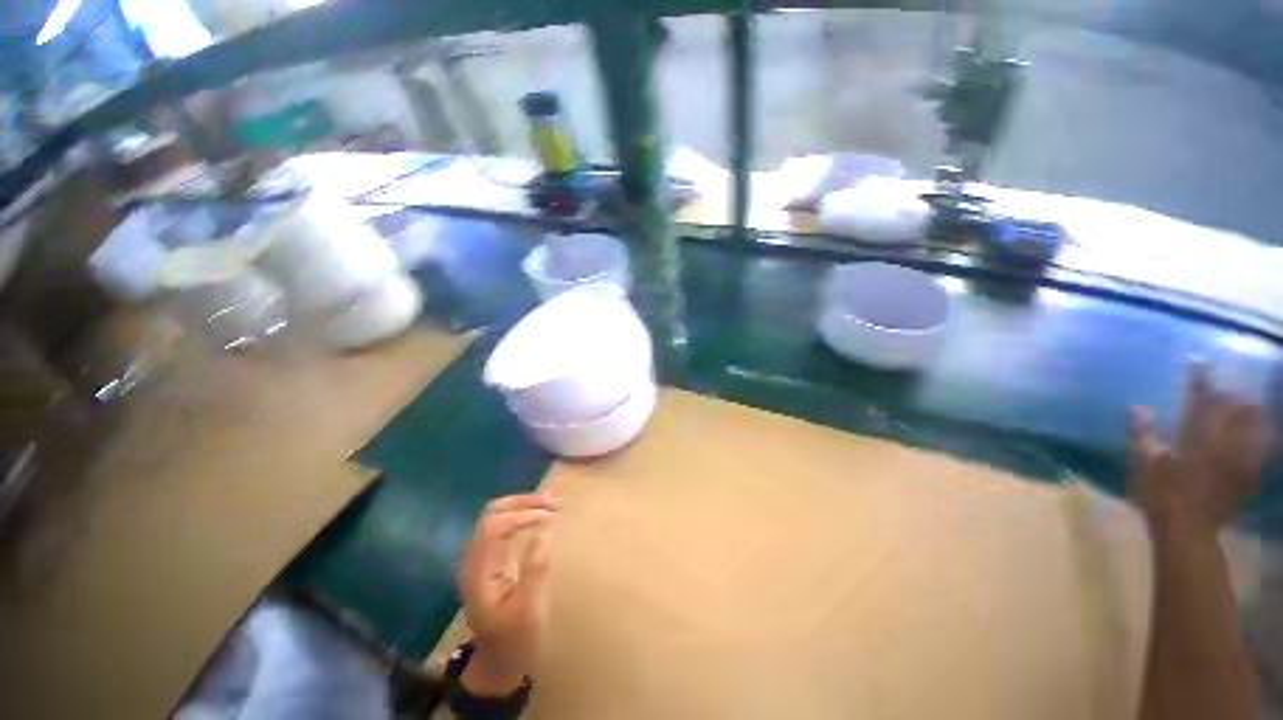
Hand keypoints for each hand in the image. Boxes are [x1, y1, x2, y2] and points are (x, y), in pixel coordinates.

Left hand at [456, 494, 556, 695]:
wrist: (497, 663)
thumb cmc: (515, 639)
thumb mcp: (529, 612)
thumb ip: (534, 571)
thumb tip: (544, 533)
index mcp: (478, 572)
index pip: (493, 526)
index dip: (522, 514)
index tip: (550, 516)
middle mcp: (474, 559)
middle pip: (492, 513)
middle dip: (523, 502)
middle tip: (553, 503)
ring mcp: (479, 558)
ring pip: (496, 515)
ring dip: (523, 505)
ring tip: (550, 504)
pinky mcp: (489, 559)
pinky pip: (501, 525)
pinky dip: (520, 514)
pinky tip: (538, 514)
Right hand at [1128, 363, 1268, 538]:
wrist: (1187, 530)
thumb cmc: (1159, 493)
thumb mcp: (1141, 463)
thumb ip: (1141, 433)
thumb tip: (1137, 407)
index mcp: (1196, 435)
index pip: (1200, 398)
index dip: (1199, 378)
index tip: (1198, 361)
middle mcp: (1223, 441)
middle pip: (1236, 409)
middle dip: (1233, 394)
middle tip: (1228, 385)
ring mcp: (1239, 459)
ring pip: (1255, 428)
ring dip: (1252, 414)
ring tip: (1251, 405)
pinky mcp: (1246, 476)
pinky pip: (1261, 452)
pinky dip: (1262, 441)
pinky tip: (1262, 438)